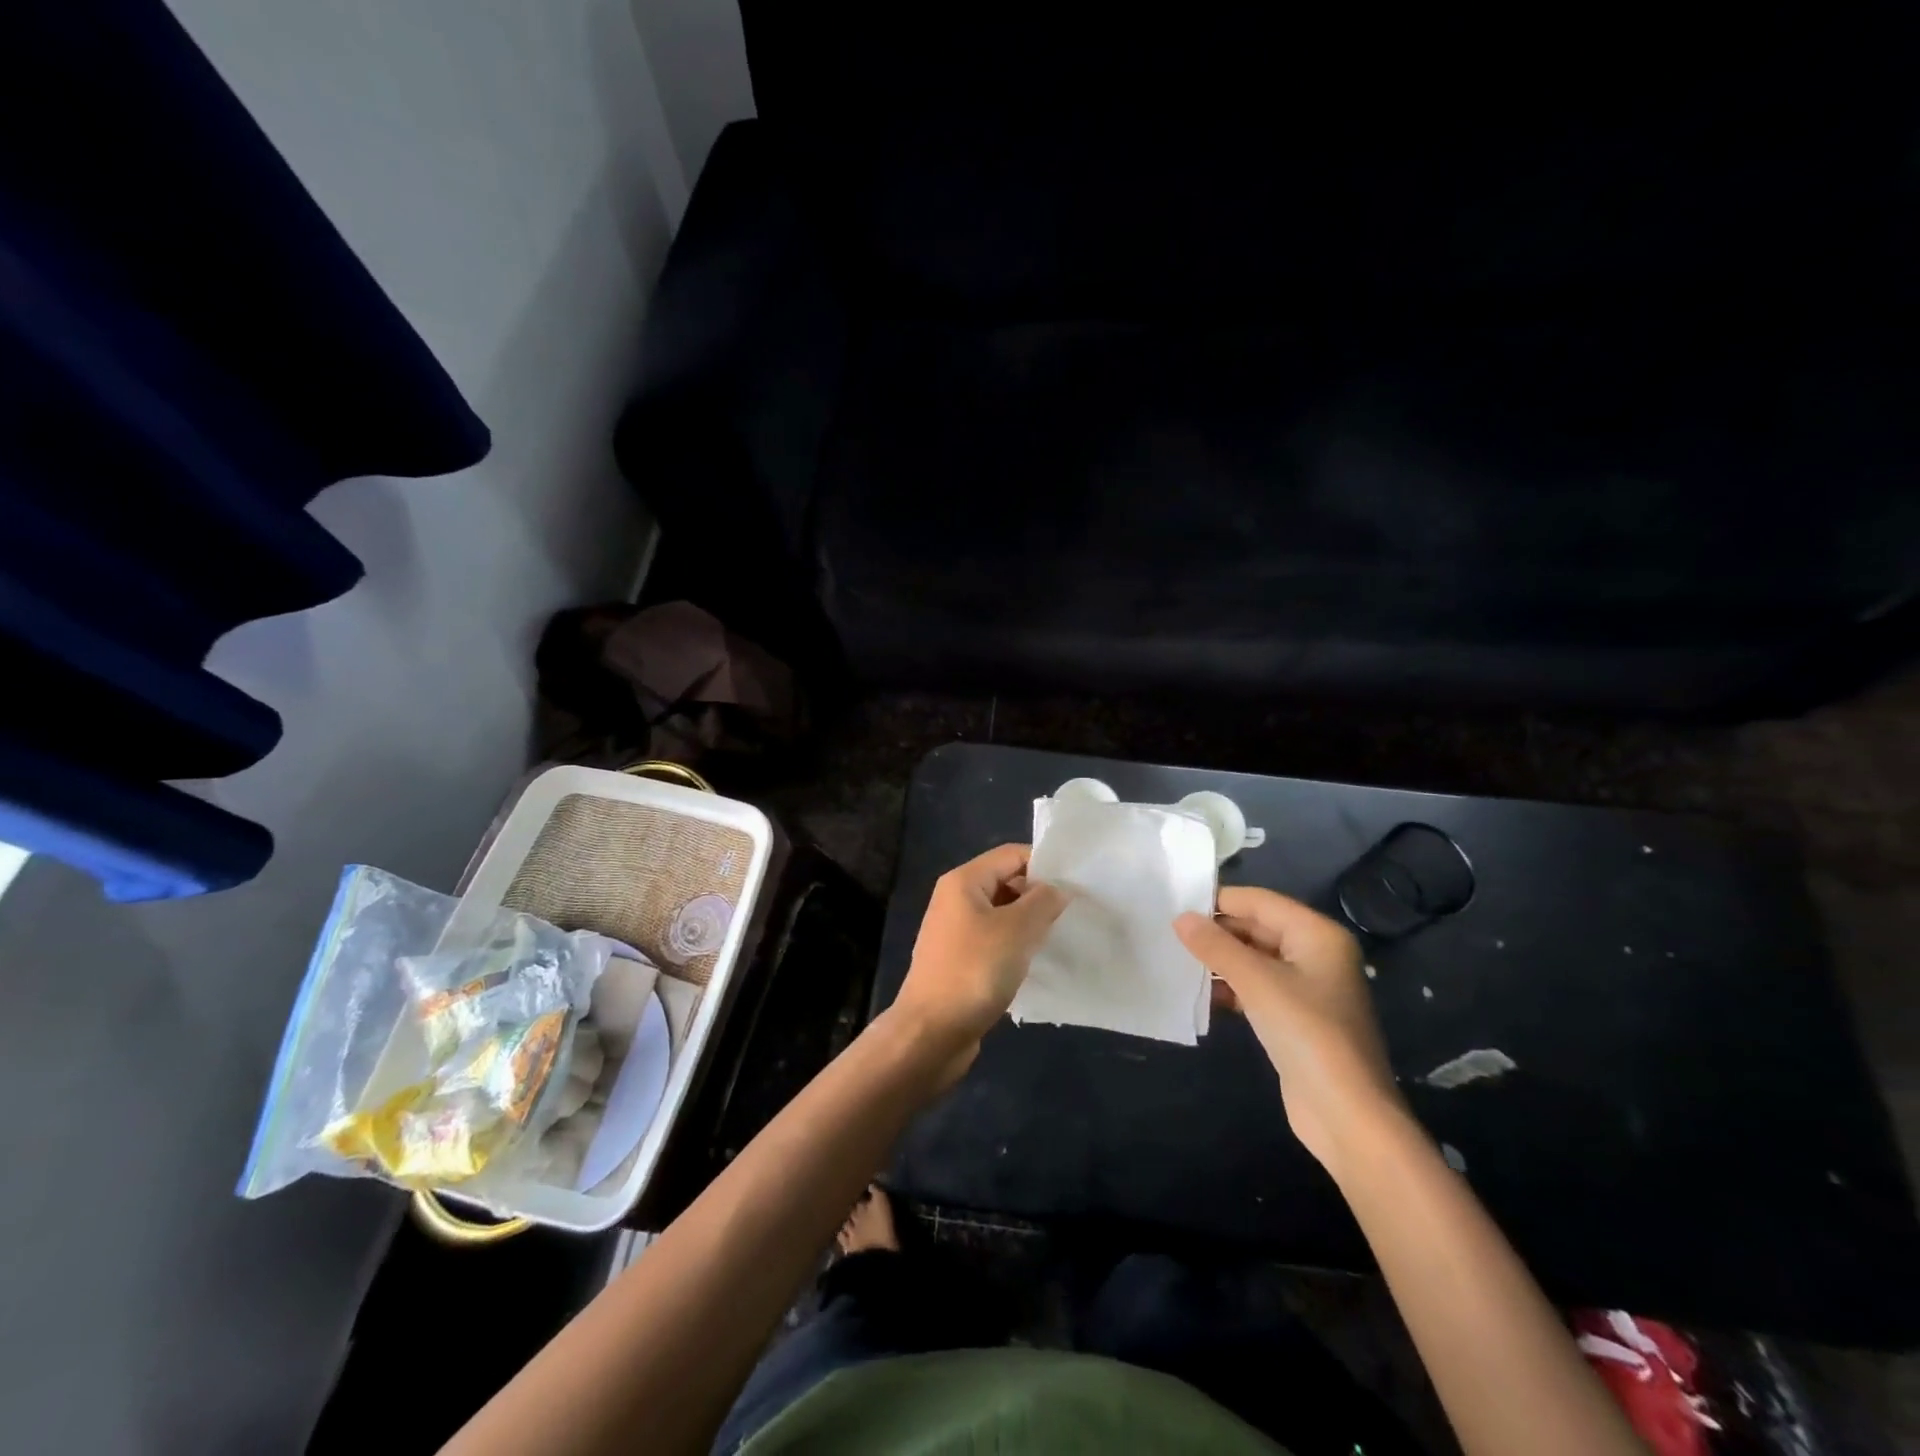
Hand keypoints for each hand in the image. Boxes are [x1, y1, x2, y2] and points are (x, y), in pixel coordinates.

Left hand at [890, 844, 1069, 1078]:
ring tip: (1060, 938)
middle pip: (1006, 882)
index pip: (1011, 855)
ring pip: (1002, 914)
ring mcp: (955, 931)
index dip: (1044, 865)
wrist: (931, 1033)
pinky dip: (1015, 947)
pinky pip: (994, 941)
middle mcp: (955, 899)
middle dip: (1038, 896)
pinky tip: (1035, 963)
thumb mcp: (1017, 930)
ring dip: (1029, 924)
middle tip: (1072, 915)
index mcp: (964, 881)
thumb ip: (1043, 902)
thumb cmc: (974, 971)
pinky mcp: (959, 960)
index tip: (1076, 887)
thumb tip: (1056, 890)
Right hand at [1175, 887, 1405, 1170]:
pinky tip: (1201, 993)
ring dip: (1220, 960)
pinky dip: (1231, 986)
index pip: (1259, 901)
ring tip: (1177, 960)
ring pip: (1254, 959)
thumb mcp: (1257, 982)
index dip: (1218, 901)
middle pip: (1257, 928)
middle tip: (1170, 934)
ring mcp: (1307, 988)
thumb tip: (1180, 918)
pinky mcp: (1295, 1018)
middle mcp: (1316, 954)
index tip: (1174, 905)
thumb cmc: (1306, 1034)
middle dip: (1217, 931)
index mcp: (1317, 934)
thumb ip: (1216, 946)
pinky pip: (1257, 988)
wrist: (1346, 1115)